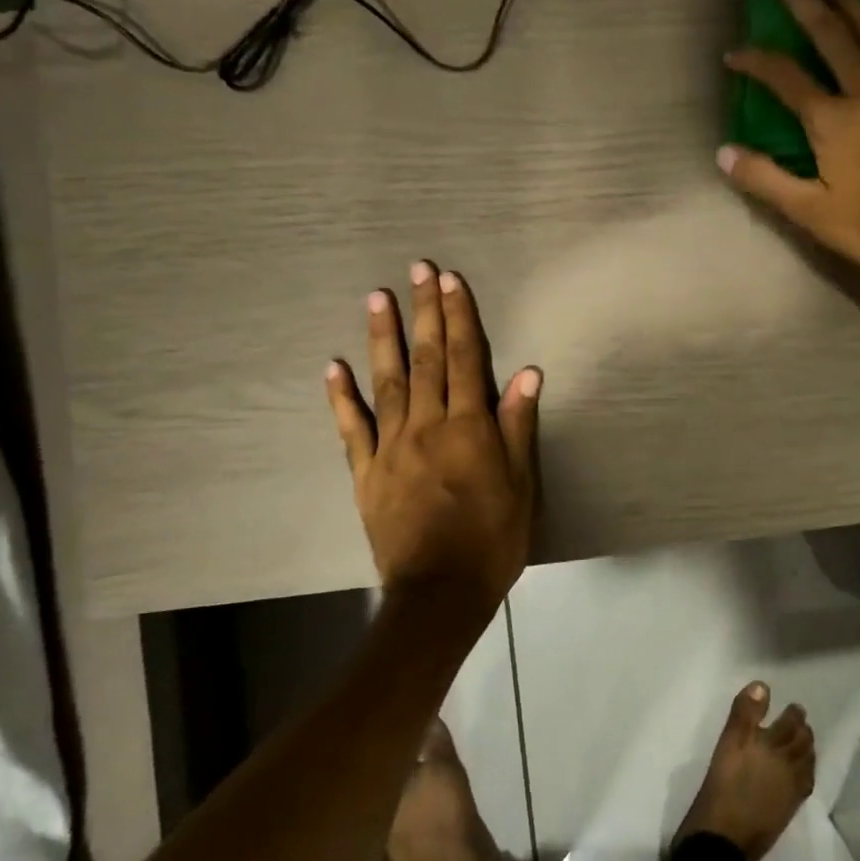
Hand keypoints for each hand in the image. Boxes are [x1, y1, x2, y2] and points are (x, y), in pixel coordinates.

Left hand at [326, 262, 540, 613]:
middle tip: (418, 269)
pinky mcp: (366, 473)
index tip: (452, 280)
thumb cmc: (492, 539)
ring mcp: (391, 447)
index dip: (460, 317)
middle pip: (426, 359)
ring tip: (377, 297)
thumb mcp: (521, 484)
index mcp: (470, 428)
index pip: (465, 359)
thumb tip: (525, 373)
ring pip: (387, 382)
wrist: (440, 591)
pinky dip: (342, 397)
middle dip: (424, 311)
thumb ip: (518, 426)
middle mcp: (428, 426)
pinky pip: (351, 428)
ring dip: (383, 337)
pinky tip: (333, 367)